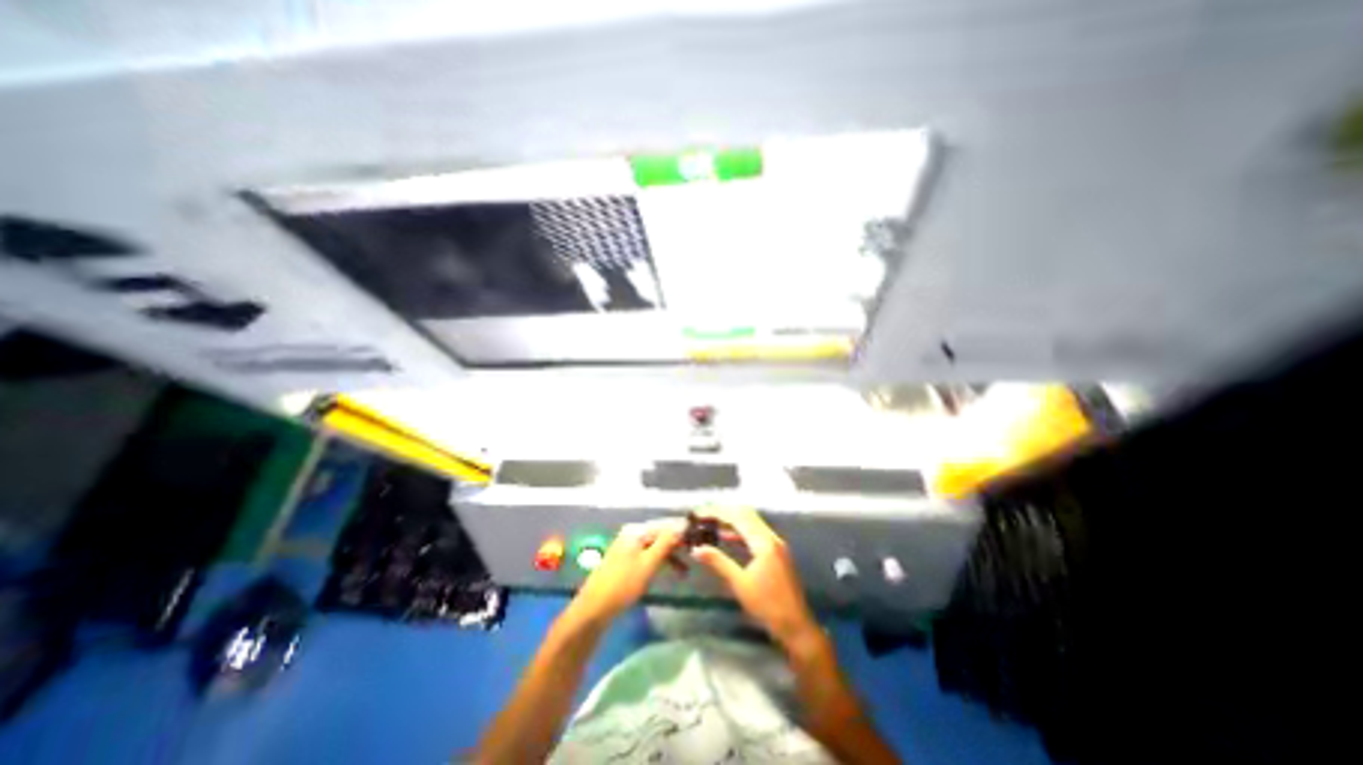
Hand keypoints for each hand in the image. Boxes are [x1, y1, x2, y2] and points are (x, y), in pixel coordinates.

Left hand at [570, 518, 686, 623]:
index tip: (700, 539)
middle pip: (660, 533)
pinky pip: (648, 554)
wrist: (594, 609)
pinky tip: (668, 571)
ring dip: (670, 555)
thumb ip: (666, 543)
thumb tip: (683, 525)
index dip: (682, 531)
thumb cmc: (623, 585)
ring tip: (686, 570)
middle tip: (696, 555)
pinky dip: (660, 561)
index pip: (665, 524)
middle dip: (677, 544)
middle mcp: (632, 533)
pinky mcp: (625, 559)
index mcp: (637, 531)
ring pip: (655, 545)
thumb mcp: (649, 563)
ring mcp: (627, 546)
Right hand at [694, 505, 818, 646]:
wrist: (796, 627)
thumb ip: (718, 562)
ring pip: (750, 523)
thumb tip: (696, 549)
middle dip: (724, 512)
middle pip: (745, 514)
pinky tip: (725, 537)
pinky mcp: (775, 552)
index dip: (717, 512)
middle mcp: (771, 537)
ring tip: (710, 523)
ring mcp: (775, 544)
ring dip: (731, 521)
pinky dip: (739, 532)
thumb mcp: (740, 584)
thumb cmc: (768, 606)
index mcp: (764, 542)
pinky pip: (755, 533)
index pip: (738, 517)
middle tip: (703, 515)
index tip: (700, 513)